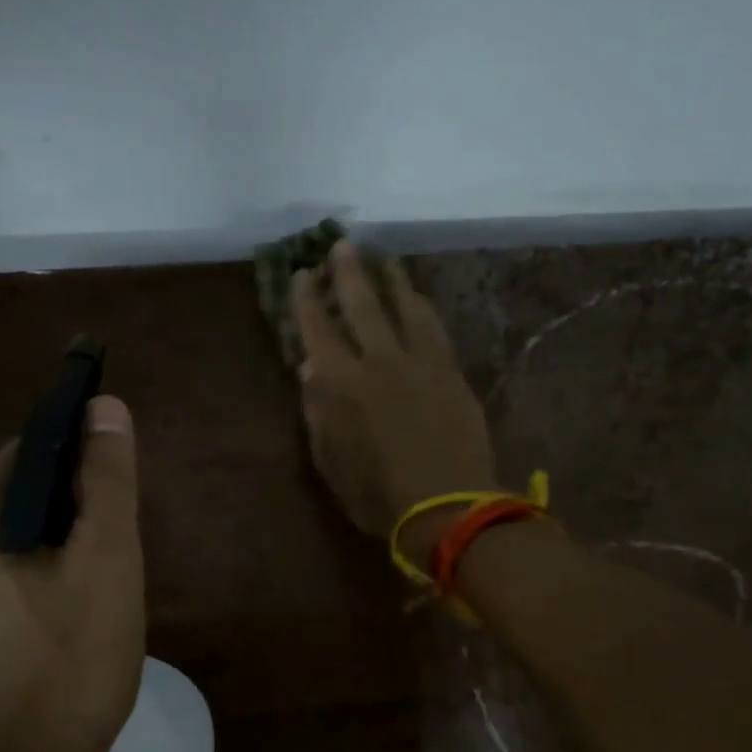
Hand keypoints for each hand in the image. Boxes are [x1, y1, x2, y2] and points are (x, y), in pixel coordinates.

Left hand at [0, 396, 144, 751]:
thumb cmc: (66, 671)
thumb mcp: (106, 564)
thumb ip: (107, 481)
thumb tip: (103, 407)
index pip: (29, 453)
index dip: (80, 461)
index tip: (118, 495)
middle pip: (13, 501)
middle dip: (67, 516)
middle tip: (114, 557)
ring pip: (2, 548)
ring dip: (48, 555)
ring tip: (93, 596)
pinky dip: (24, 590)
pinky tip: (57, 631)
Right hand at [294, 242, 497, 553]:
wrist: (447, 507)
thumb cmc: (377, 493)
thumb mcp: (330, 461)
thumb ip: (317, 411)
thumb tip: (309, 367)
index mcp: (341, 383)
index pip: (317, 329)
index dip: (306, 299)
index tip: (300, 274)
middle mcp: (379, 361)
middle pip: (362, 305)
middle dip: (348, 272)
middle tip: (342, 245)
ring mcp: (421, 363)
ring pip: (405, 308)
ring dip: (392, 280)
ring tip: (385, 259)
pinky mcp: (451, 372)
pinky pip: (435, 328)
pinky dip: (423, 308)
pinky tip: (419, 298)